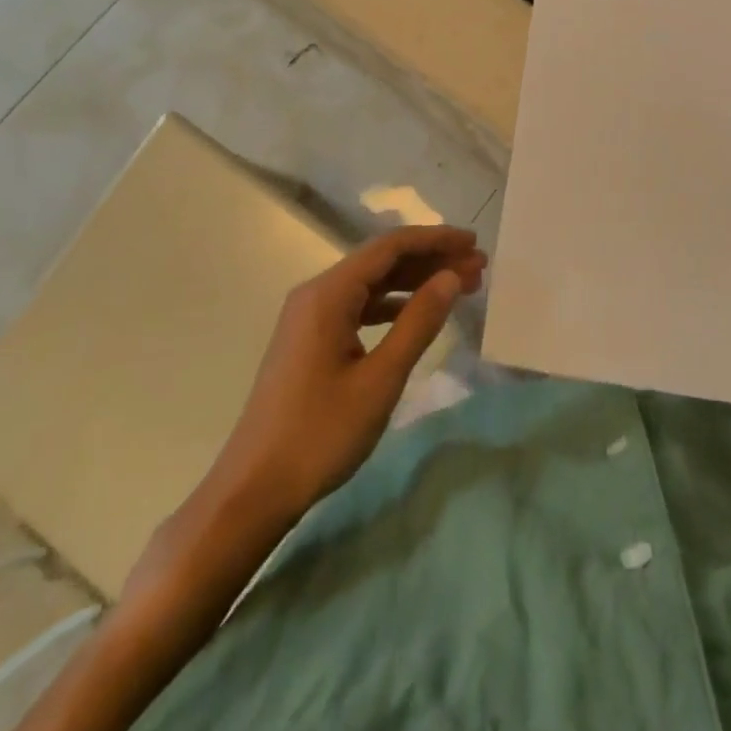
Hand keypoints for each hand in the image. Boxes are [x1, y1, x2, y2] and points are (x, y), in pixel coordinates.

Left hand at [207, 224, 485, 522]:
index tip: (474, 244)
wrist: (253, 490)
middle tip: (478, 268)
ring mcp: (310, 317)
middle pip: (382, 261)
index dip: (436, 240)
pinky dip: (393, 306)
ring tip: (459, 288)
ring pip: (372, 284)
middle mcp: (317, 293)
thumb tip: (451, 277)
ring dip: (415, 282)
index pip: (390, 247)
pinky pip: (359, 307)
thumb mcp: (380, 379)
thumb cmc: (320, 433)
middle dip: (431, 260)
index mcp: (329, 293)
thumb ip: (418, 322)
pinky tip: (418, 315)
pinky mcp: (310, 340)